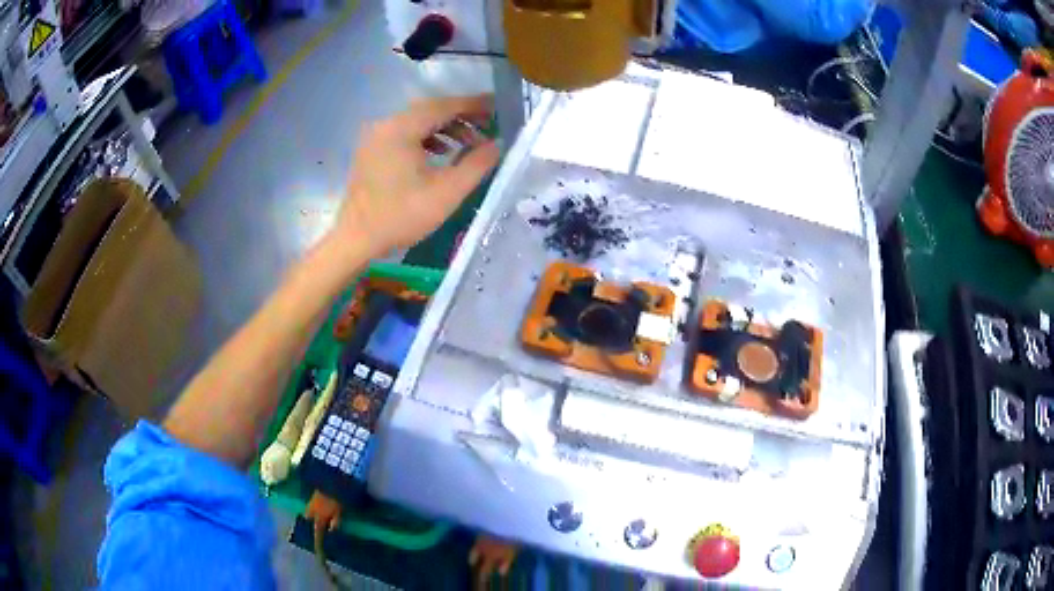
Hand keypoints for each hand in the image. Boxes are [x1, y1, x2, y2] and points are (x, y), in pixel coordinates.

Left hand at [331, 95, 499, 262]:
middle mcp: (386, 124)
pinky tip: (443, 153)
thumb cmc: (401, 216)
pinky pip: (405, 134)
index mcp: (401, 128)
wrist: (356, 240)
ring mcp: (376, 137)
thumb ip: (476, 164)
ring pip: (417, 122)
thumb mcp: (447, 192)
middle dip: (461, 116)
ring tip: (470, 144)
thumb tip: (498, 145)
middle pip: (430, 110)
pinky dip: (426, 138)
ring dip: (445, 128)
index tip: (498, 107)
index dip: (474, 105)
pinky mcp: (372, 150)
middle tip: (488, 126)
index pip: (444, 106)